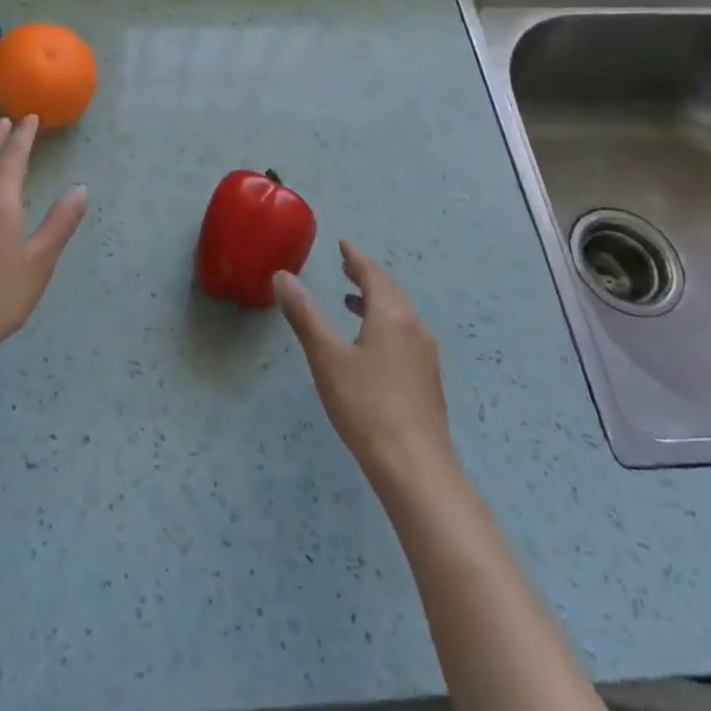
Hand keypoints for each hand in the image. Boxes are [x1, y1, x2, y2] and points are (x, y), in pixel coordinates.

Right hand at [274, 241, 454, 486]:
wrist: (415, 466)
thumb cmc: (365, 405)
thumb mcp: (326, 357)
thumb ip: (304, 314)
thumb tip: (282, 276)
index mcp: (391, 315)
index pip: (373, 274)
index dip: (356, 257)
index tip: (342, 244)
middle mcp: (414, 326)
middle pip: (391, 290)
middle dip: (368, 275)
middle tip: (346, 266)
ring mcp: (425, 354)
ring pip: (400, 312)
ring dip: (376, 299)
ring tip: (351, 300)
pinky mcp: (427, 378)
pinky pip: (405, 332)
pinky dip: (385, 321)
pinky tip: (370, 343)